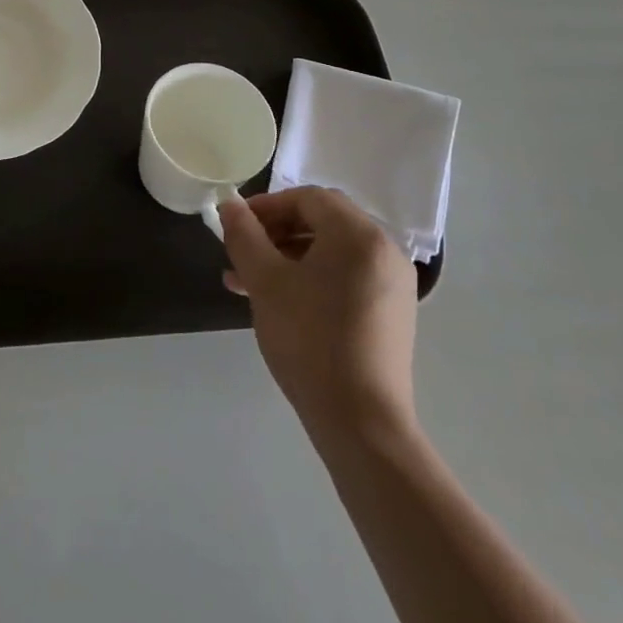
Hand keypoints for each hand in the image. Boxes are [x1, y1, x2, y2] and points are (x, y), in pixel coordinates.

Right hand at [217, 188, 418, 441]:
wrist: (361, 424)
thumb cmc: (309, 340)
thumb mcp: (265, 282)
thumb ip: (244, 235)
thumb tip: (229, 205)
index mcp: (359, 234)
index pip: (308, 198)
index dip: (267, 206)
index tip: (235, 226)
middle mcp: (384, 250)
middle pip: (322, 222)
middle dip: (275, 233)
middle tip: (240, 254)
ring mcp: (393, 283)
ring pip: (331, 252)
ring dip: (288, 258)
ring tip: (248, 284)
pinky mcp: (392, 313)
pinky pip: (346, 277)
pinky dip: (312, 279)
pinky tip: (281, 303)